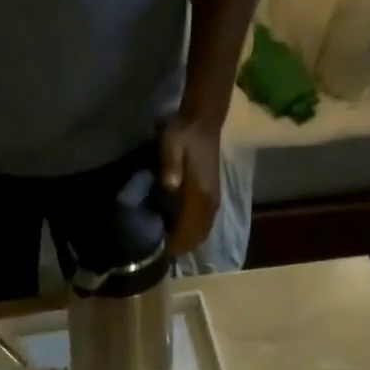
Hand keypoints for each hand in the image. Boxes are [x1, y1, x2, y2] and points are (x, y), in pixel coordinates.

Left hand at [158, 111, 221, 255]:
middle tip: (158, 247)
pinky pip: (204, 226)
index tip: (156, 248)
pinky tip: (177, 230)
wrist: (203, 120)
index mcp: (201, 196)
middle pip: (195, 239)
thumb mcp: (171, 145)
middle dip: (178, 248)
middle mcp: (210, 204)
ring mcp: (213, 203)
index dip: (172, 245)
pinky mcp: (213, 199)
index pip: (187, 232)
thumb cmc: (183, 134)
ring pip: (201, 234)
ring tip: (166, 240)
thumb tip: (169, 186)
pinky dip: (192, 234)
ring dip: (185, 242)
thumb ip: (170, 166)